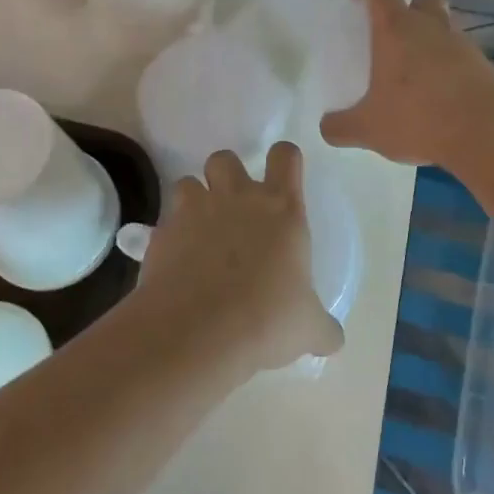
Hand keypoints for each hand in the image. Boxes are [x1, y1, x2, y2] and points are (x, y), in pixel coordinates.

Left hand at [135, 143, 343, 371]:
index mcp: (281, 209)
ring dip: (195, 200)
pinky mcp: (161, 234)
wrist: (198, 334)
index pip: (285, 155)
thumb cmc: (267, 322)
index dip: (285, 160)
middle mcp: (237, 198)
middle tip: (235, 207)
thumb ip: (322, 326)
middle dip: (228, 174)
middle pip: (226, 158)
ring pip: (188, 182)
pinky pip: (165, 222)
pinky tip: (177, 266)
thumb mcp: (310, 330)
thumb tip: (332, 338)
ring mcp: (194, 211)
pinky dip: (171, 236)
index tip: (285, 177)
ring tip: (200, 231)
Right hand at [320, 0, 493, 168]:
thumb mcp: (369, 129)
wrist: (489, 135)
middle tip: (395, 33)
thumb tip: (327, 127)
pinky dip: (450, 67)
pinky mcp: (485, 66)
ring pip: (446, 25)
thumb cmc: (419, 119)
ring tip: (416, 75)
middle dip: (411, 3)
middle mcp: (430, 27)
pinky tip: (441, 97)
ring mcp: (462, 44)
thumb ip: (342, 126)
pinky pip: (463, 55)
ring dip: (432, 38)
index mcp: (396, 29)